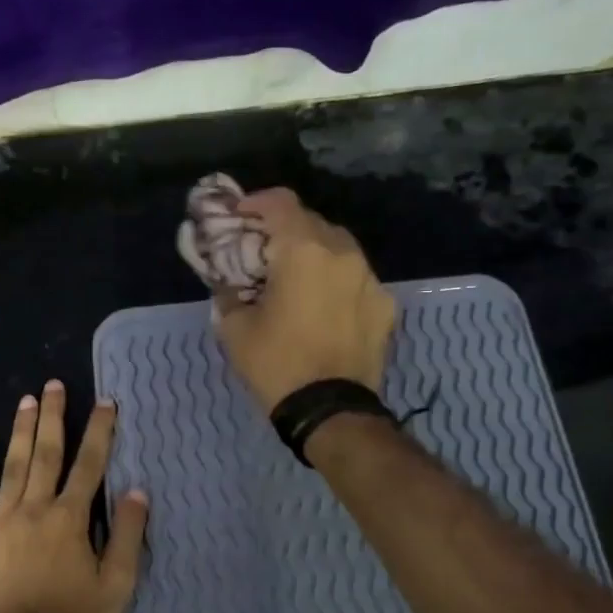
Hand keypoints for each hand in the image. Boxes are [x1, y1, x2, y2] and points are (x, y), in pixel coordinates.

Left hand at [0, 381, 149, 612]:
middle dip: (53, 417)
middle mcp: (35, 508)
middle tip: (53, 385)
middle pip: (46, 453)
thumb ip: (126, 536)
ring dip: (21, 431)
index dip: (100, 431)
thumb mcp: (116, 585)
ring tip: (26, 400)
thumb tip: (137, 491)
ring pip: (13, 466)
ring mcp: (1, 520)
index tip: (105, 402)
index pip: (90, 465)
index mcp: (70, 518)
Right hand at [213, 188, 397, 411]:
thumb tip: (229, 284)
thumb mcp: (234, 329)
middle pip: (311, 222)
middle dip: (285, 230)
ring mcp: (369, 278)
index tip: (239, 215)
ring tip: (296, 278)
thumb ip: (228, 293)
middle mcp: (343, 253)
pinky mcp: (385, 304)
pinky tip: (323, 305)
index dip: (255, 202)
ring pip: (339, 248)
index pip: (280, 202)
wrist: (330, 410)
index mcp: (304, 251)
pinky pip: (356, 279)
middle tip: (264, 252)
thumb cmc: (276, 364)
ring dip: (314, 253)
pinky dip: (336, 281)